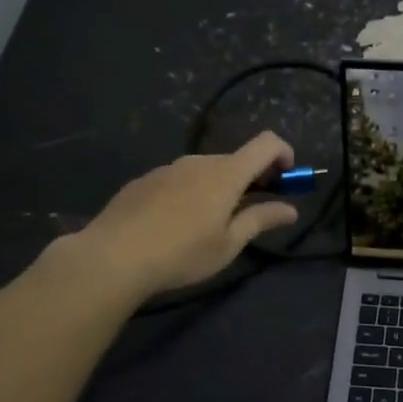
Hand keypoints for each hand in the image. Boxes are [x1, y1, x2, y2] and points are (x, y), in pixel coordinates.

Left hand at [60, 132, 300, 296]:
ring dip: (219, 187)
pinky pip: (178, 179)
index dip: (284, 154)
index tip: (286, 179)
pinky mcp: (144, 180)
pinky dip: (190, 192)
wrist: (112, 257)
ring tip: (209, 224)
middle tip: (250, 212)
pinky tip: (174, 225)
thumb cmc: (181, 254)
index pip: (266, 144)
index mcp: (226, 174)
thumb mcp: (228, 244)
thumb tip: (291, 209)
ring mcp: (167, 168)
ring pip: (205, 170)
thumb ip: (261, 220)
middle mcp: (198, 162)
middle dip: (251, 179)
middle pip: (235, 159)